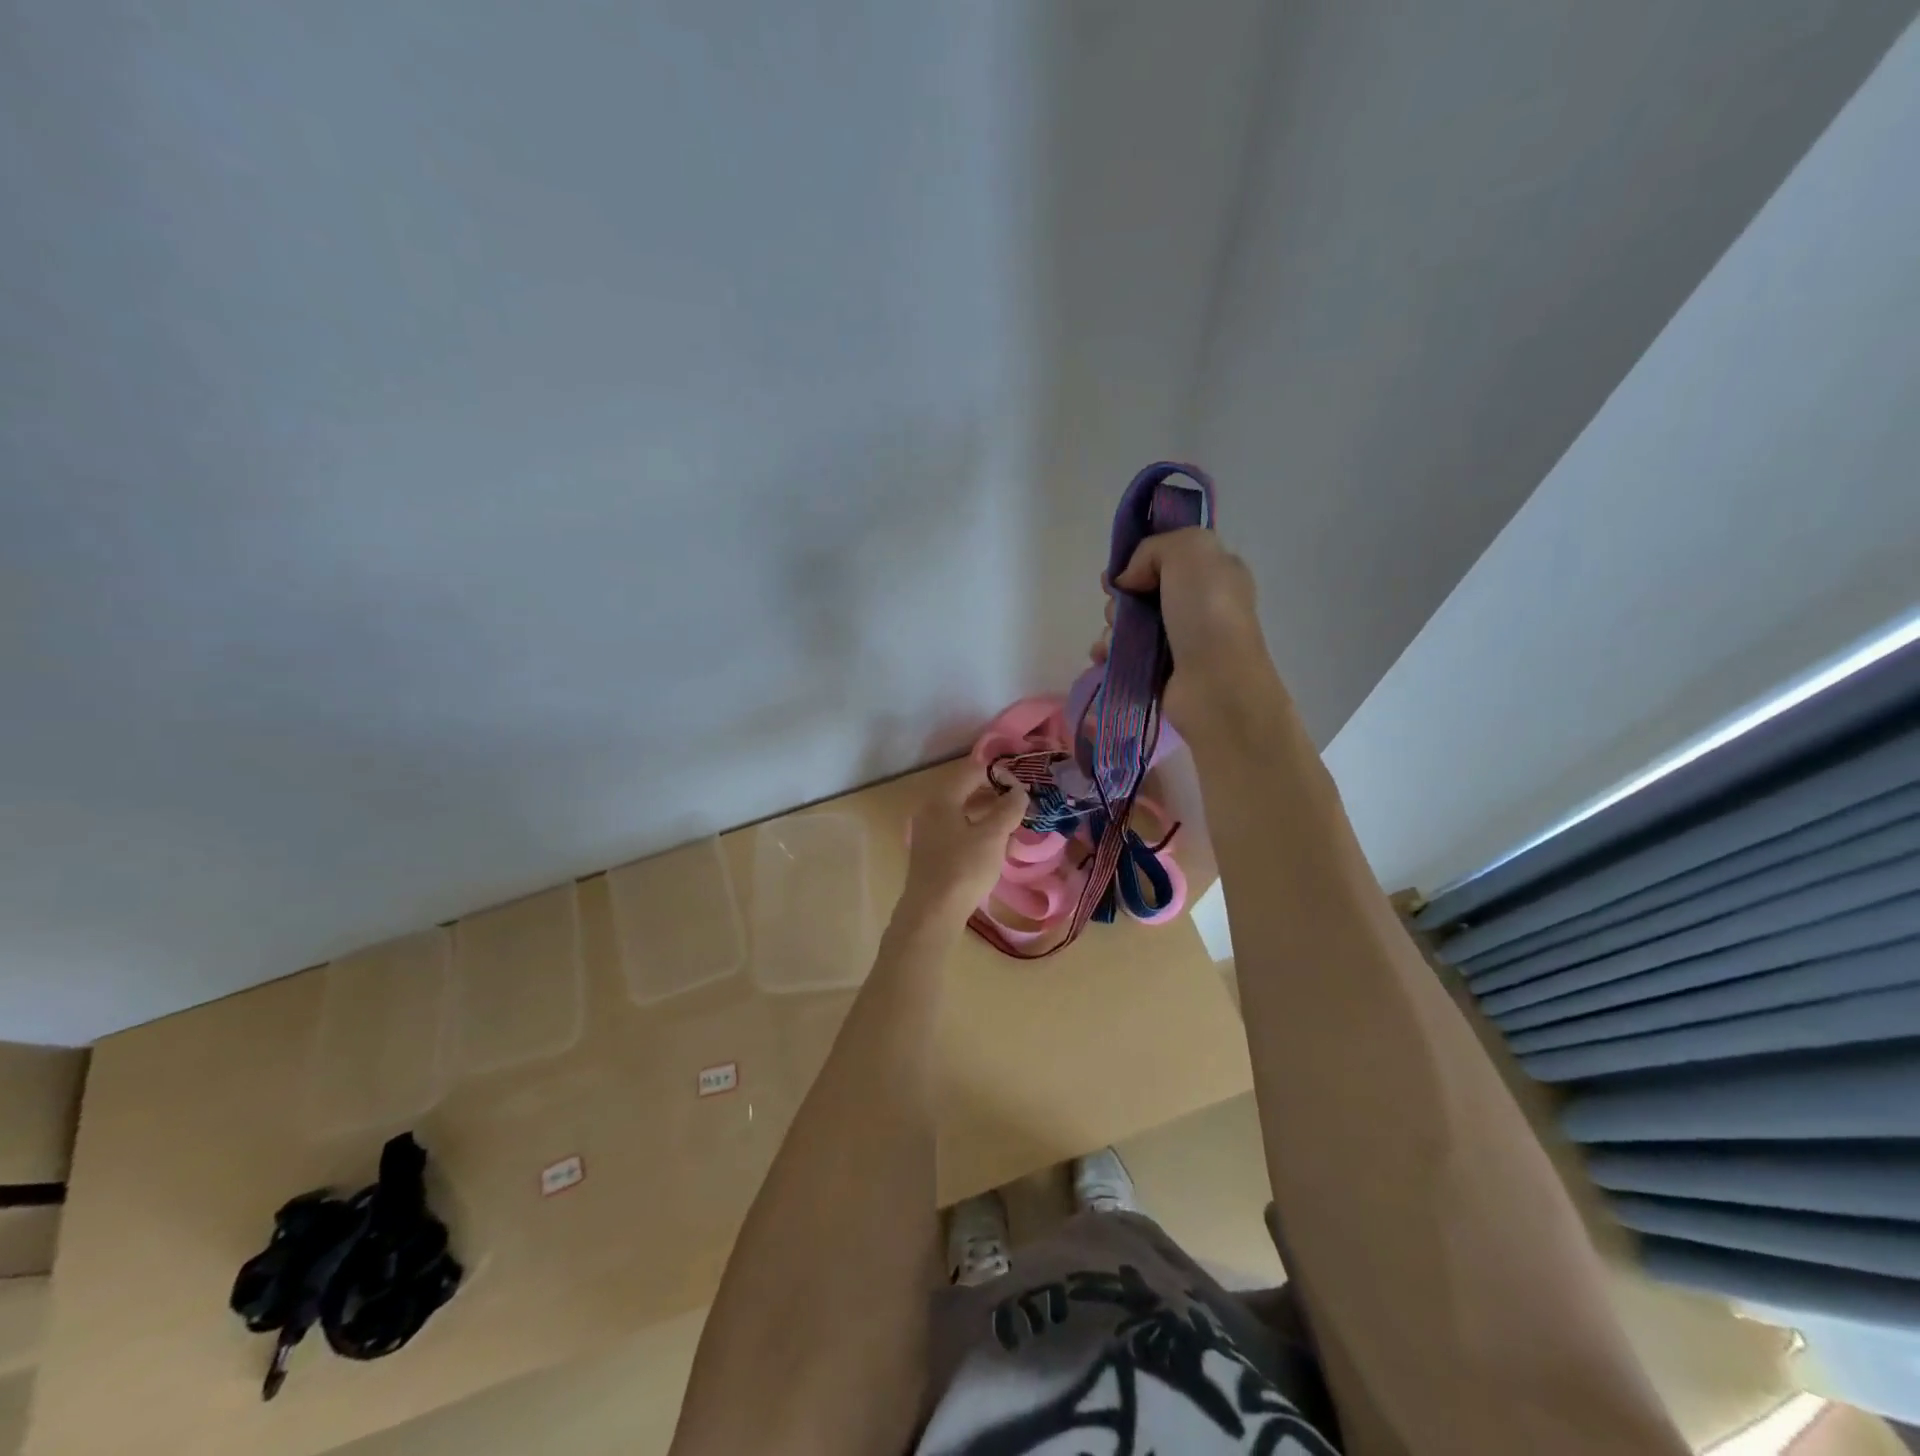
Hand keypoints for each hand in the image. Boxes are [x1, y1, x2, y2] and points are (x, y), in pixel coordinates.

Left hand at [902, 762, 1029, 920]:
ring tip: (1012, 825)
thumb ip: (1008, 809)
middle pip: (965, 791)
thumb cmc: (963, 869)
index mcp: (942, 799)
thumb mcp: (992, 836)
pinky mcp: (931, 853)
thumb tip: (1019, 791)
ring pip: (962, 813)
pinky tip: (993, 846)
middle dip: (994, 794)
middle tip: (1020, 804)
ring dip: (987, 814)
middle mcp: (930, 810)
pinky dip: (976, 830)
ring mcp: (928, 833)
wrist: (932, 913)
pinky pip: (957, 831)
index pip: (972, 772)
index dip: (998, 774)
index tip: (1022, 785)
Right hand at [1090, 527, 1283, 733]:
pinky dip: (1108, 653)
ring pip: (1128, 623)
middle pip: (1141, 590)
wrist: (1215, 686)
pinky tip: (1104, 656)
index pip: (1168, 556)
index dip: (1139, 559)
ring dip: (1111, 627)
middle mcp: (1197, 604)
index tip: (1120, 572)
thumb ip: (1154, 547)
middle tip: (1120, 607)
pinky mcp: (1159, 670)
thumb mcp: (1191, 551)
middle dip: (1120, 596)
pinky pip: (1123, 654)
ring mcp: (1178, 640)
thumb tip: (1128, 580)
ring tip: (1113, 640)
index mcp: (1213, 573)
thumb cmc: (1207, 614)